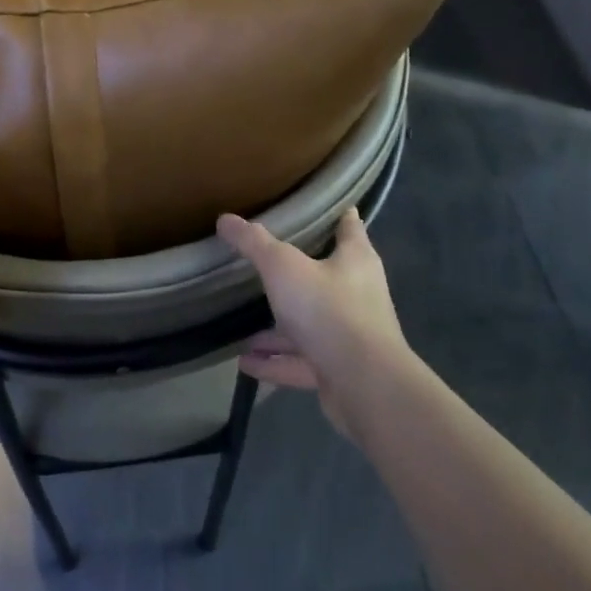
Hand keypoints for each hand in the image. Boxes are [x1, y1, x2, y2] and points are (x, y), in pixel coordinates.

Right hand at [216, 207, 408, 435]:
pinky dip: (274, 363)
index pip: (350, 226)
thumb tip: (225, 219)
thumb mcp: (283, 266)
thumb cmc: (329, 309)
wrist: (365, 385)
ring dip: (279, 330)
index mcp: (355, 260)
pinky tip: (245, 364)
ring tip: (244, 330)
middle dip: (298, 274)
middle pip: (327, 276)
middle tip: (267, 265)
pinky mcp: (340, 371)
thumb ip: (254, 243)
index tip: (321, 205)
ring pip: (310, 325)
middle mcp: (358, 294)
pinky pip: (301, 362)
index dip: (338, 213)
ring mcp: (350, 336)